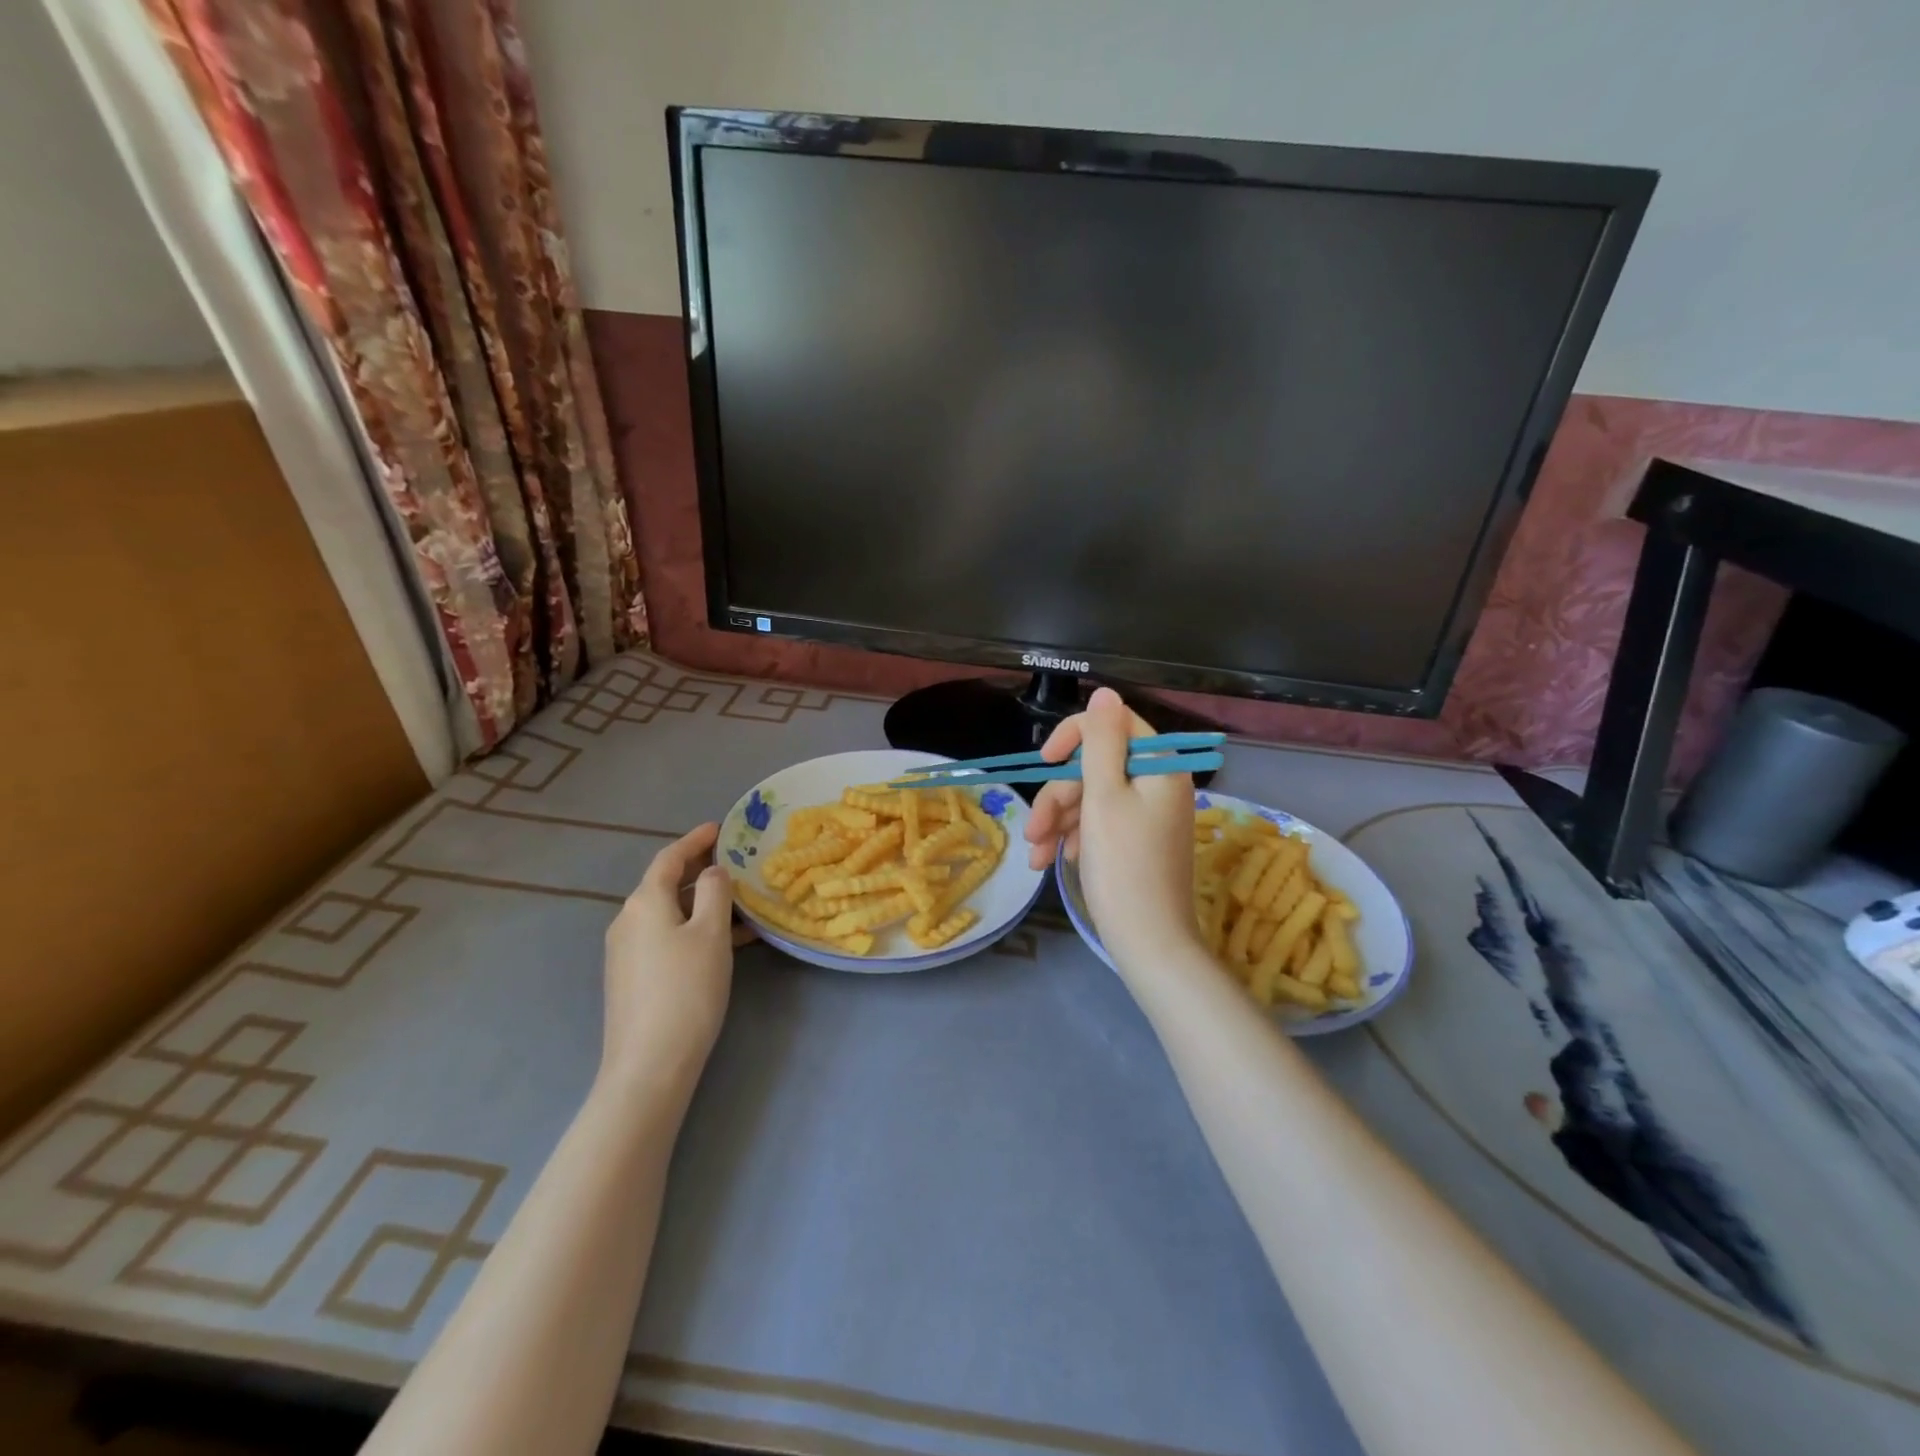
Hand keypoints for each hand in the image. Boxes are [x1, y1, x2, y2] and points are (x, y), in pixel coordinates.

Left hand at [600, 823, 735, 1092]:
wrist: (649, 1065)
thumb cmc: (686, 990)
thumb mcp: (711, 934)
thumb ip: (715, 892)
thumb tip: (713, 871)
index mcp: (644, 902)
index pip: (669, 858)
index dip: (695, 839)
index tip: (720, 827)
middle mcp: (627, 920)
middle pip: (664, 883)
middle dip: (699, 869)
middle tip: (733, 861)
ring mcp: (625, 951)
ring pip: (667, 912)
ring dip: (700, 902)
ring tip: (739, 903)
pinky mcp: (630, 977)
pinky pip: (664, 936)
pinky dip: (692, 927)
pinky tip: (722, 942)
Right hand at [1024, 688, 1199, 971]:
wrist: (1148, 943)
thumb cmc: (1123, 866)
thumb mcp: (1104, 796)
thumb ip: (1101, 741)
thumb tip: (1105, 692)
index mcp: (1161, 767)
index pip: (1115, 725)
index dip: (1075, 736)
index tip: (1045, 759)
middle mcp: (1159, 784)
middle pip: (1097, 767)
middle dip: (1059, 796)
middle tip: (1034, 830)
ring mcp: (1150, 815)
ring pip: (1093, 798)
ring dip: (1059, 821)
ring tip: (1036, 855)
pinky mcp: (1138, 841)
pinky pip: (1100, 823)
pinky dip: (1074, 837)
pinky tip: (1054, 861)